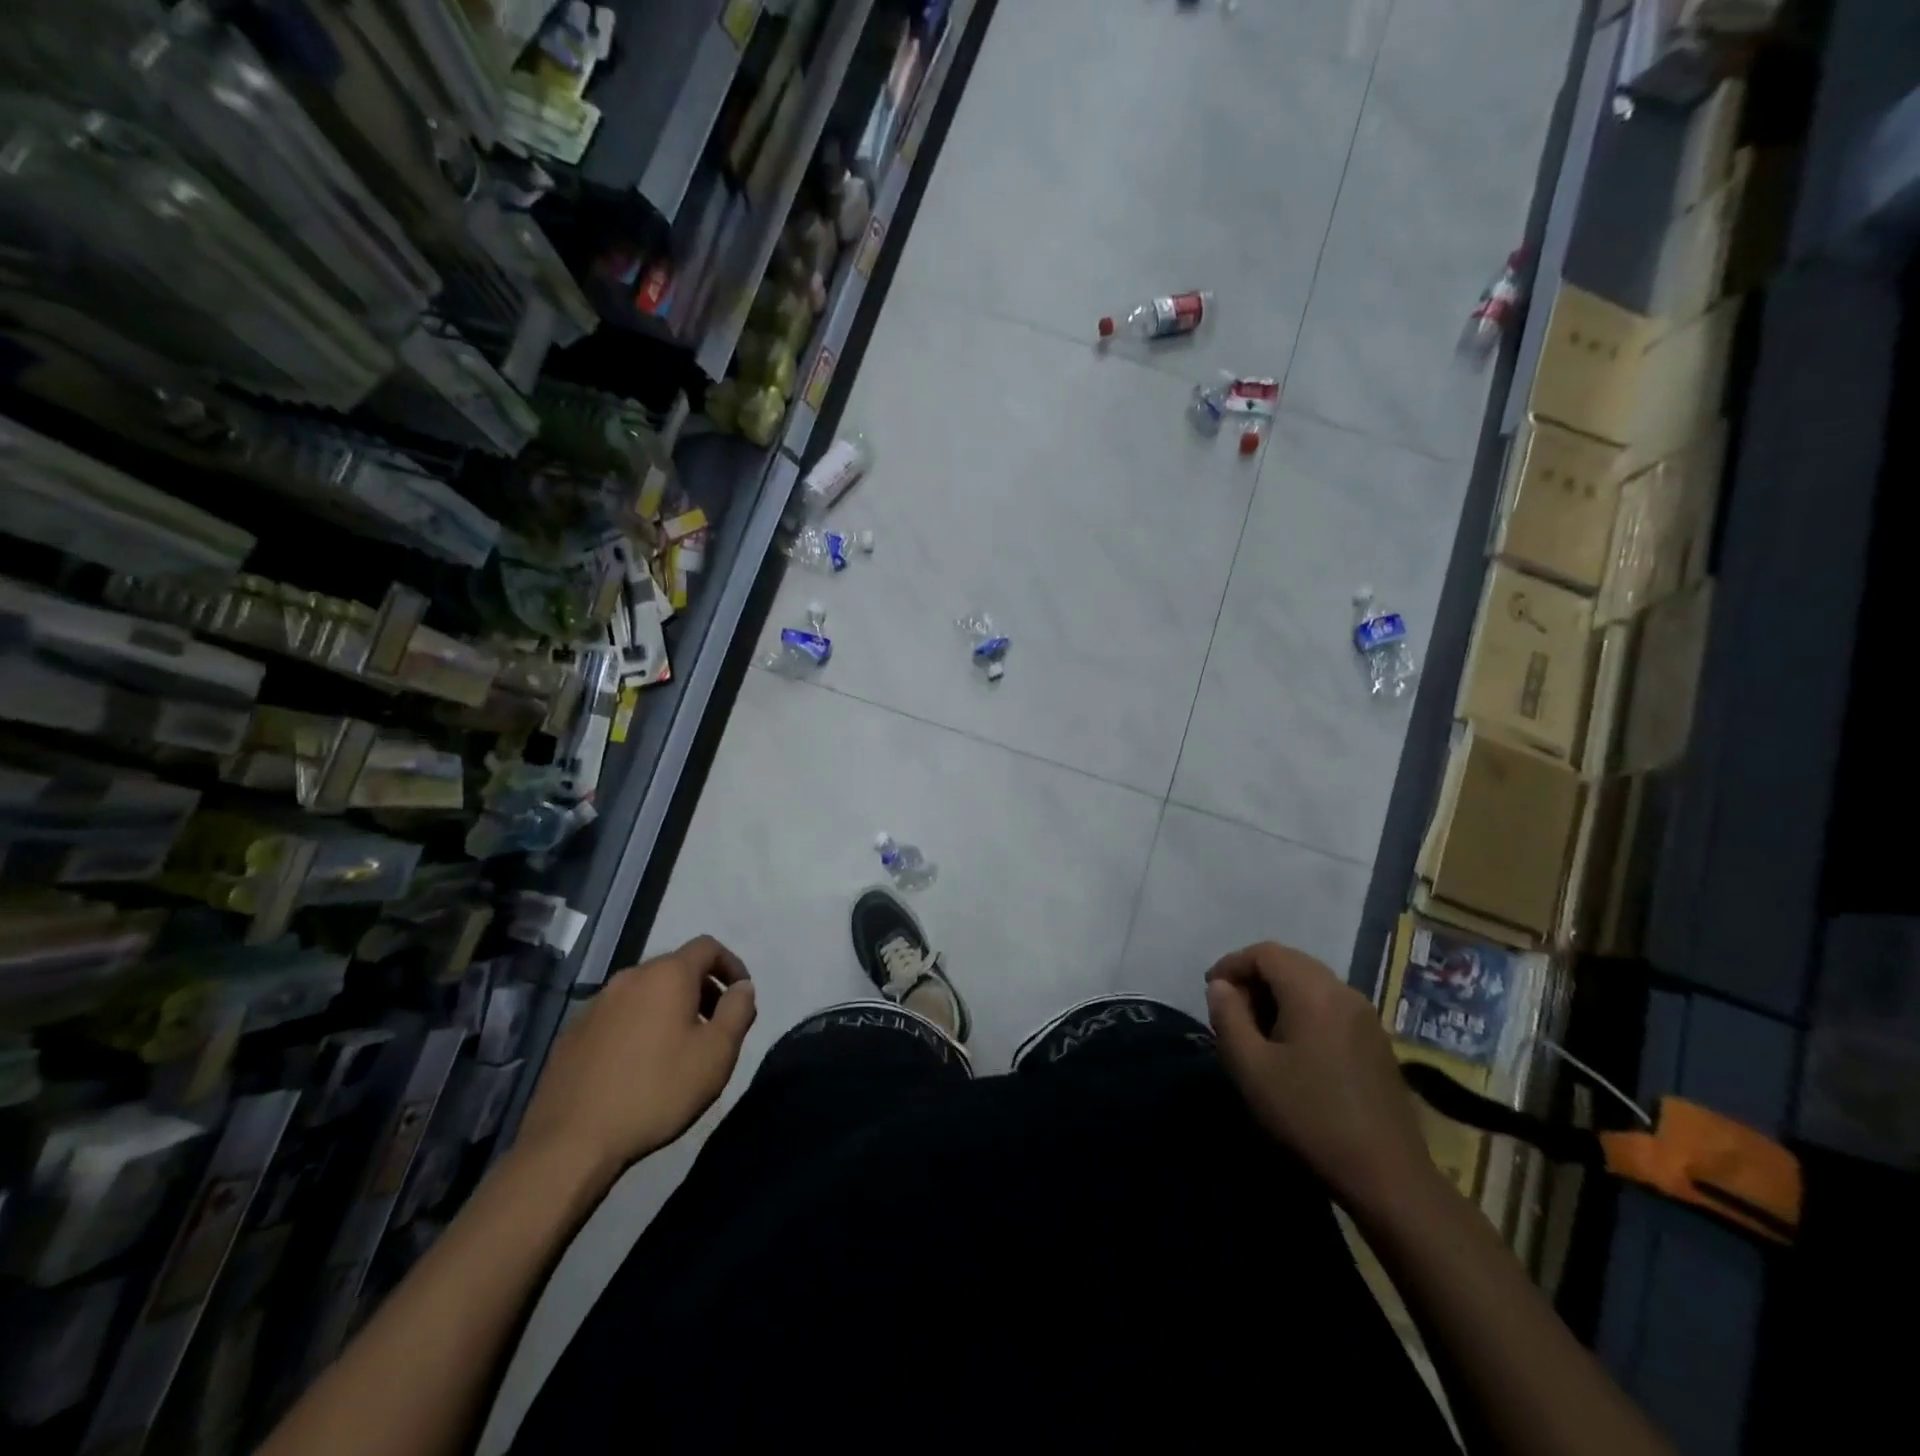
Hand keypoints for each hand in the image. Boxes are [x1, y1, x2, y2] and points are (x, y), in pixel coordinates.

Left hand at [518, 936, 756, 1187]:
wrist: (570, 1142)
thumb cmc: (657, 1090)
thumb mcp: (717, 1053)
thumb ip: (738, 1011)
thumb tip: (743, 987)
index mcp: (667, 975)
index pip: (708, 947)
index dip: (731, 965)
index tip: (741, 997)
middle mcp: (630, 977)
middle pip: (675, 968)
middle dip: (701, 989)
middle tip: (714, 1026)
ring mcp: (596, 1004)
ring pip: (645, 992)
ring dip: (669, 1008)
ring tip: (678, 1048)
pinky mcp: (573, 1033)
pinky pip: (618, 1016)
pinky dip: (638, 1027)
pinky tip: (639, 1066)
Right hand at [1205, 942, 1433, 1215]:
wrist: (1386, 1175)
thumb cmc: (1309, 1116)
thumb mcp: (1251, 1068)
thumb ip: (1228, 1017)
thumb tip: (1220, 986)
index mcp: (1313, 992)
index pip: (1265, 953)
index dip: (1231, 964)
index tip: (1210, 990)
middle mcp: (1343, 992)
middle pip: (1290, 963)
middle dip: (1254, 978)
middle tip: (1230, 1010)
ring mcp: (1365, 1017)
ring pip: (1311, 983)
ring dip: (1278, 994)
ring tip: (1256, 1030)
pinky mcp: (1376, 1041)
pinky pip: (1330, 1005)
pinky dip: (1302, 1010)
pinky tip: (1291, 1048)